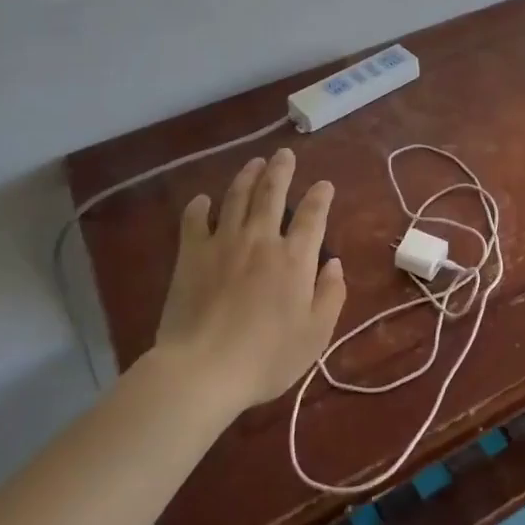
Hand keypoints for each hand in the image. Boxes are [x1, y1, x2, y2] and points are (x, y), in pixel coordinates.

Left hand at [153, 148, 346, 410]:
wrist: (203, 369)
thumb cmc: (267, 357)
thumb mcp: (315, 334)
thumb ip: (330, 295)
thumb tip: (334, 264)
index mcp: (294, 258)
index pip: (312, 215)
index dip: (320, 196)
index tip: (324, 184)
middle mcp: (261, 240)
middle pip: (272, 193)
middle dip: (281, 170)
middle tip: (284, 154)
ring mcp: (223, 243)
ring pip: (237, 197)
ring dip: (247, 176)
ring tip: (254, 163)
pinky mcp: (191, 255)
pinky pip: (194, 221)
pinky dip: (199, 206)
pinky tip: (202, 200)